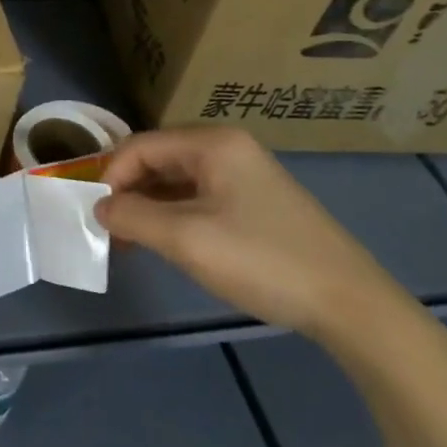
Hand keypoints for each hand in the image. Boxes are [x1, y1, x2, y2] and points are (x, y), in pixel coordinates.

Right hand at [95, 128, 416, 345]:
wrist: (350, 304)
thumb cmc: (262, 260)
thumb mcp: (186, 239)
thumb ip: (133, 216)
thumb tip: (100, 206)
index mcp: (212, 143)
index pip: (140, 146)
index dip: (111, 177)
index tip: (96, 216)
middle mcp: (228, 147)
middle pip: (158, 159)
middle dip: (129, 191)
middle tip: (110, 230)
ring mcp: (245, 173)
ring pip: (178, 180)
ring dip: (150, 206)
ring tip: (131, 241)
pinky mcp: (257, 201)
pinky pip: (200, 197)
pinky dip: (175, 215)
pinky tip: (167, 242)